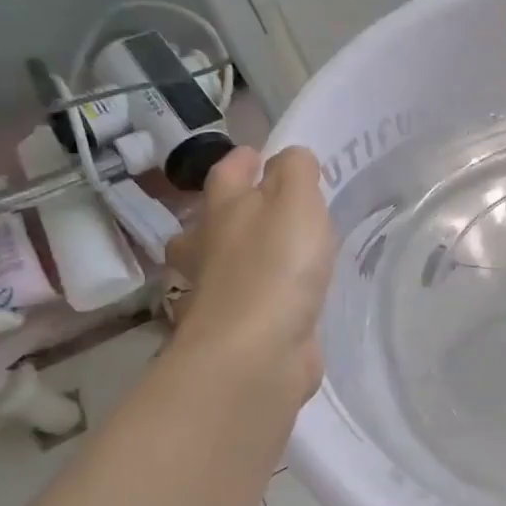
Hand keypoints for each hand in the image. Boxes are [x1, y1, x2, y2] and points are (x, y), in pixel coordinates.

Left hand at [165, 146, 335, 405]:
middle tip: (260, 205)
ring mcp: (217, 293)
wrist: (255, 352)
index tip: (258, 153)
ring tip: (272, 253)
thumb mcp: (296, 202)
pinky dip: (258, 295)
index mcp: (222, 210)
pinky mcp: (235, 330)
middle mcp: (209, 248)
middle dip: (230, 208)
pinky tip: (282, 299)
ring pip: (222, 262)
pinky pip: (246, 301)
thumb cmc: (277, 267)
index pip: (227, 172)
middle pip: (210, 220)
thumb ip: (296, 172)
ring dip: (239, 254)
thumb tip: (290, 156)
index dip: (243, 159)